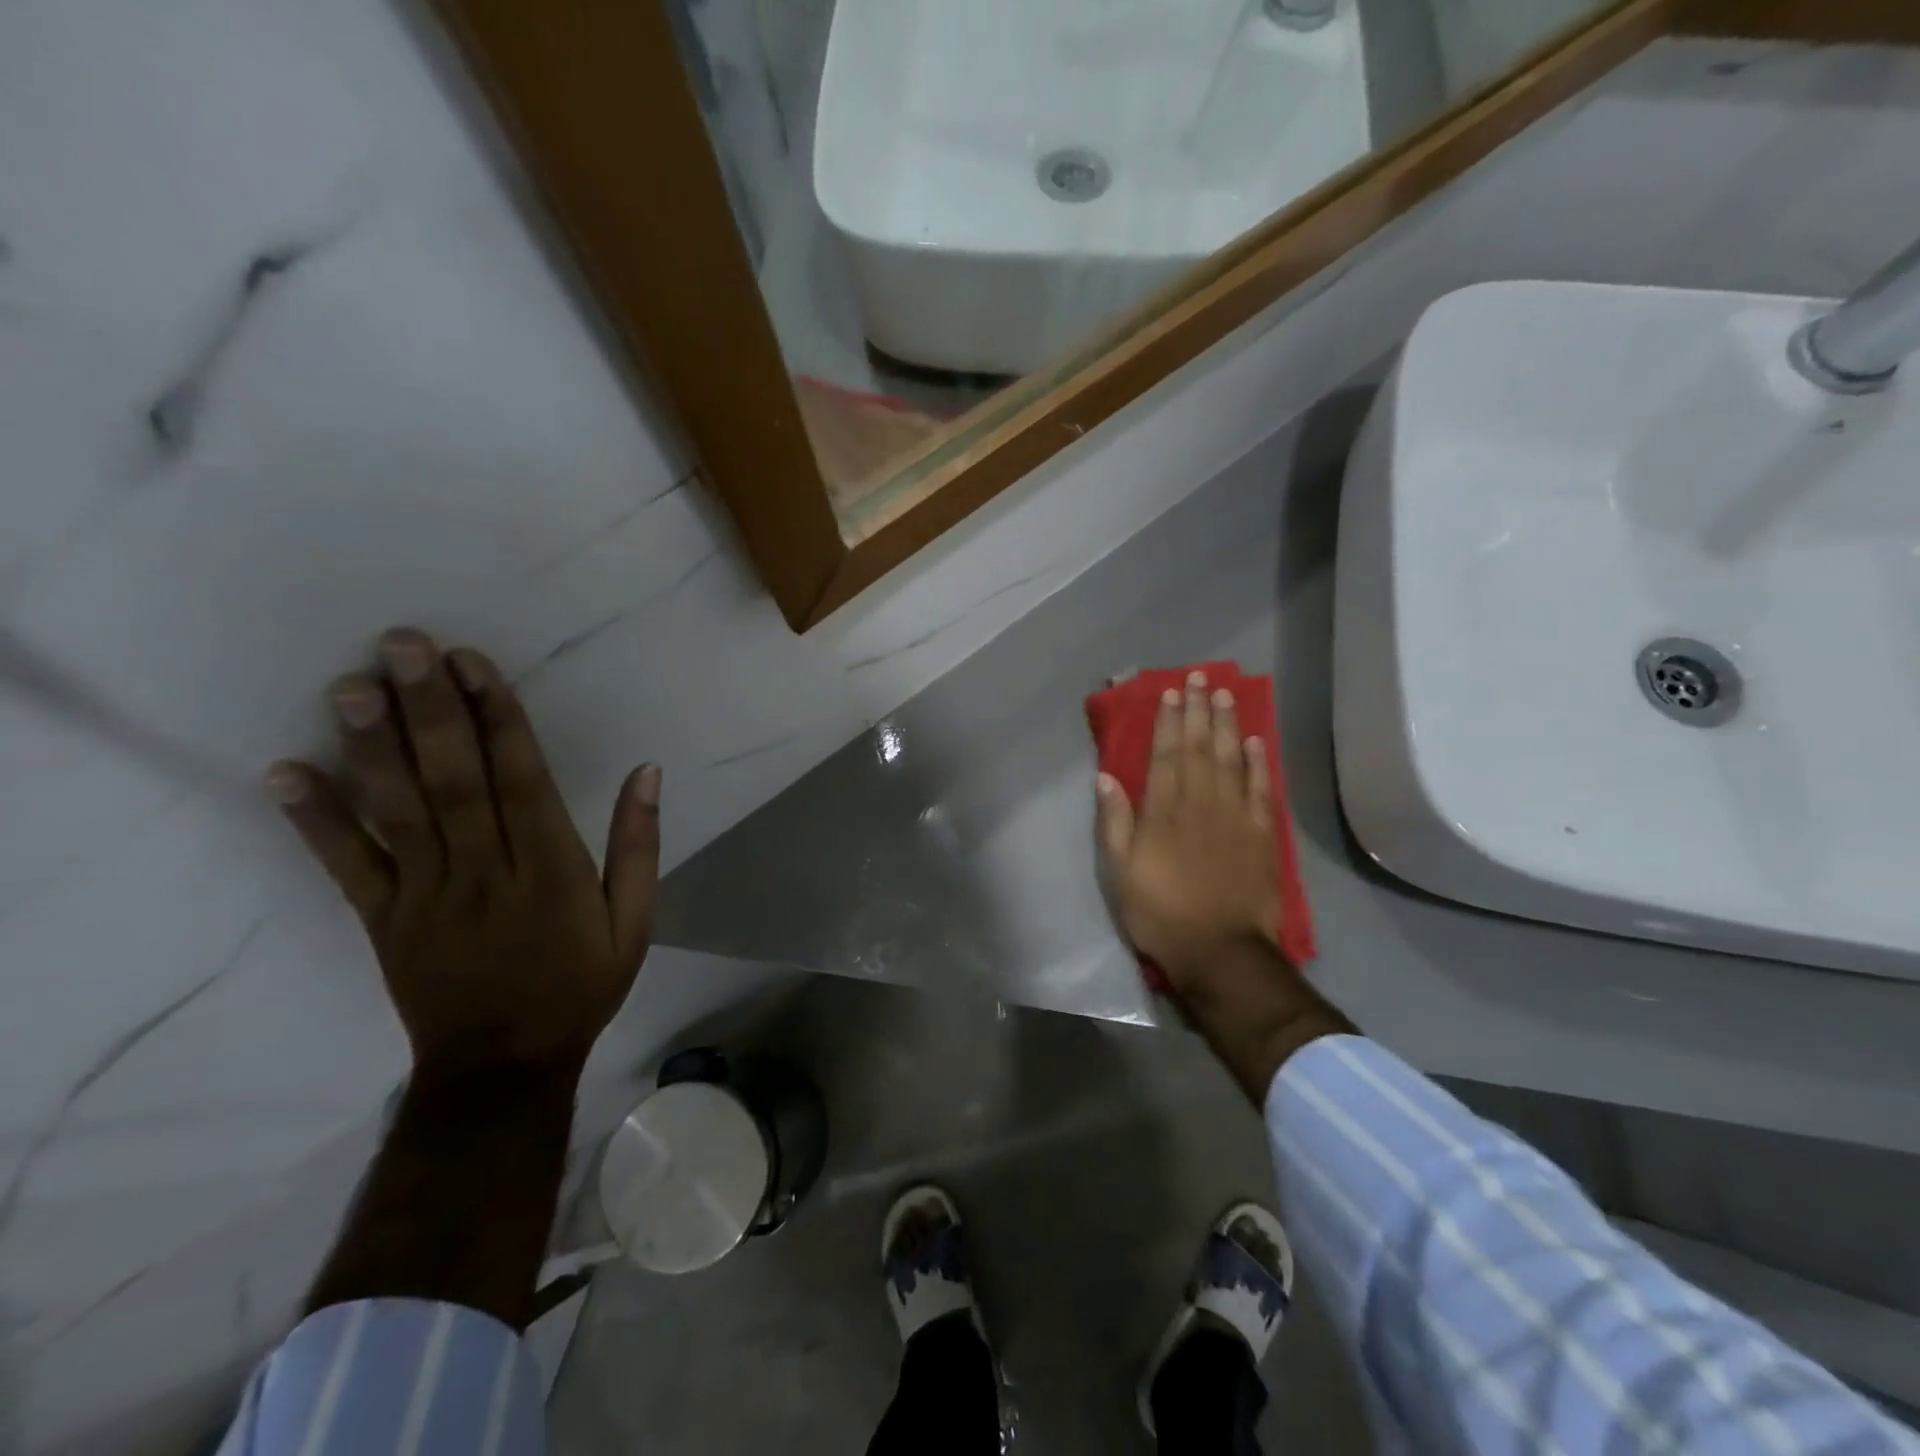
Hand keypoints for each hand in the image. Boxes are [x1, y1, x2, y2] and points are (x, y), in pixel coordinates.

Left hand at [265, 627, 658, 1078]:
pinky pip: (347, 868)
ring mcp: (426, 896)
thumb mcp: (635, 922)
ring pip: (399, 813)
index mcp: (551, 870)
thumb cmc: (580, 985)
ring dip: (374, 748)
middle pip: (454, 782)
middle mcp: (485, 872)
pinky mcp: (383, 920)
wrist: (504, 1066)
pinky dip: (315, 821)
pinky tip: (285, 773)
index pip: (523, 780)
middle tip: (402, 646)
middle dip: (430, 710)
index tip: (474, 662)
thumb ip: (639, 846)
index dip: (499, 718)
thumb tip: (647, 773)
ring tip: (351, 686)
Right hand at [1096, 670, 1349, 1097]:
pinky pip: (1260, 790)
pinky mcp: (1261, 835)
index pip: (1166, 755)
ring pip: (1231, 760)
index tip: (1172, 692)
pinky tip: (1255, 741)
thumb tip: (1107, 778)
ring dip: (1228, 726)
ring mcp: (1235, 817)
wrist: (1220, 952)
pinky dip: (1258, 763)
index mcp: (1164, 812)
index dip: (1169, 722)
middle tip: (1202, 677)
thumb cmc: (1160, 913)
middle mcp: (1201, 804)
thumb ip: (1114, 823)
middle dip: (1199, 711)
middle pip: (1200, 748)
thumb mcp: (1120, 872)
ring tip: (1226, 696)